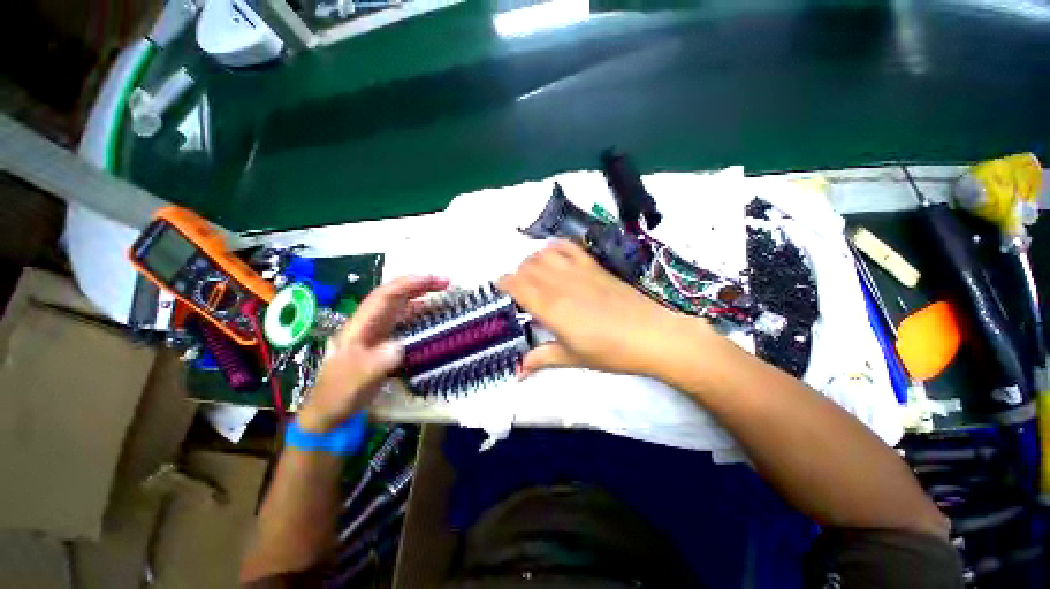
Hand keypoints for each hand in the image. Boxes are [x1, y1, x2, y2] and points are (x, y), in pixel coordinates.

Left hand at [297, 275, 448, 431]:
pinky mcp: (385, 343)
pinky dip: (421, 314)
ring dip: (422, 296)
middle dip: (419, 285)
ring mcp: (378, 333)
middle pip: (395, 296)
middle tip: (446, 282)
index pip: (384, 297)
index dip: (408, 284)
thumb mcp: (354, 382)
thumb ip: (375, 364)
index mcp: (360, 326)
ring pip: (402, 307)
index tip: (432, 279)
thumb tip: (400, 346)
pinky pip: (406, 321)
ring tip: (443, 292)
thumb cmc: (338, 395)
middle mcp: (370, 324)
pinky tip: (433, 315)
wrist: (330, 413)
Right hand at [498, 240, 709, 376]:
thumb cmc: (609, 351)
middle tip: (518, 289)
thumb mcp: (572, 358)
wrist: (650, 334)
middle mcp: (559, 283)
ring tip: (534, 274)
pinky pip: (568, 247)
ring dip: (532, 261)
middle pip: (527, 267)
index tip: (499, 288)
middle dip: (516, 274)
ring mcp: (577, 270)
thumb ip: (541, 358)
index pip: (516, 285)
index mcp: (550, 307)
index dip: (503, 283)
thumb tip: (517, 372)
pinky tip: (553, 256)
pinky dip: (555, 247)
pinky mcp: (593, 265)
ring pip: (543, 254)